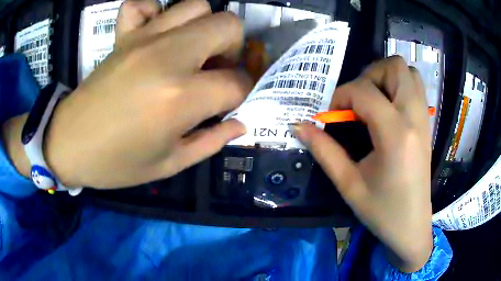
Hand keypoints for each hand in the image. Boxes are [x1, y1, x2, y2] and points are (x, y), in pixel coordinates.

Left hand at [3, 0, 252, 188]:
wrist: (69, 144)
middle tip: (216, 70)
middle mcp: (168, 56)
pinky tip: (155, 33)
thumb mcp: (169, 164)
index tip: (232, 103)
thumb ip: (211, 142)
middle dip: (232, 48)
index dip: (242, 93)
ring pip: (196, 6)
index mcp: (180, 97)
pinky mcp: (123, 35)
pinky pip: (144, 4)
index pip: (237, 82)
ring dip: (203, 27)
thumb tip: (240, 124)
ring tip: (191, 51)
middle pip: (227, 26)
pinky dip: (155, 12)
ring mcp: (143, 38)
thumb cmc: (115, 163)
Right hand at [294, 57, 432, 272]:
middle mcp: (414, 118)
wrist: (412, 226)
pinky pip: (416, 87)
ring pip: (408, 72)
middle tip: (357, 99)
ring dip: (387, 77)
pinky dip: (399, 86)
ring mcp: (424, 119)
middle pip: (394, 67)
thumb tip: (298, 126)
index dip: (341, 95)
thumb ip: (324, 151)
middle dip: (369, 75)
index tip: (332, 115)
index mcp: (395, 134)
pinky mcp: (426, 124)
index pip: (364, 91)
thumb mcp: (349, 184)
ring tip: (373, 99)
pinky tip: (388, 108)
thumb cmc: (382, 210)